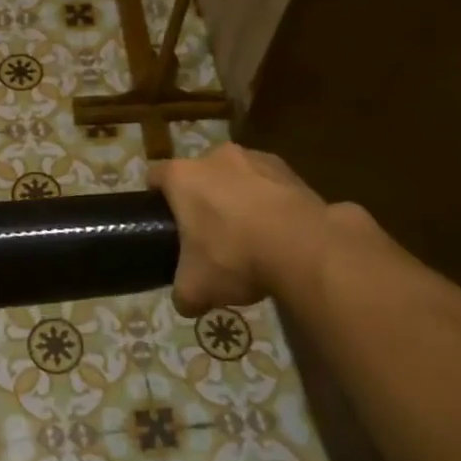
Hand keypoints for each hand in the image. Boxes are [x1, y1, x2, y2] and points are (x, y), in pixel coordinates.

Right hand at [149, 144, 330, 315]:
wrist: (305, 248)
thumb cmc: (234, 256)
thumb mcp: (196, 288)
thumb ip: (183, 294)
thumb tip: (186, 303)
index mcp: (183, 176)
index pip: (155, 176)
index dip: (155, 197)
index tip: (162, 220)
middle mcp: (216, 157)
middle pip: (200, 174)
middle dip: (202, 198)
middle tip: (208, 234)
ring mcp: (257, 159)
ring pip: (238, 177)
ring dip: (239, 198)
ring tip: (250, 236)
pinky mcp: (293, 171)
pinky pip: (271, 186)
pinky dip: (272, 204)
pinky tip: (280, 234)